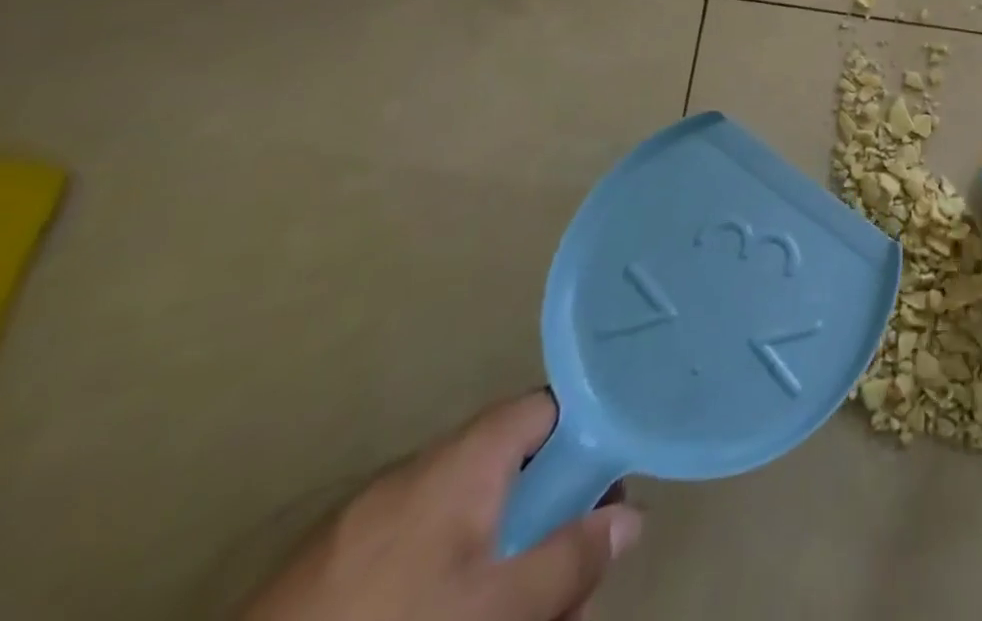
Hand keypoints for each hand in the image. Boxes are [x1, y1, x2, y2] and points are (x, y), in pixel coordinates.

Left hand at [242, 392, 642, 620]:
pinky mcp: (326, 568)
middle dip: (546, 514)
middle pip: (509, 465)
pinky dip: (444, 570)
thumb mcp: (495, 609)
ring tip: (511, 604)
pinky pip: (413, 545)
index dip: (585, 432)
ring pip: (463, 512)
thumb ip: (570, 559)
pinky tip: (443, 610)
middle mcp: (419, 470)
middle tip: (565, 569)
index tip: (605, 480)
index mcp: (463, 459)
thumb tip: (631, 516)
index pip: (547, 406)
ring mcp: (365, 519)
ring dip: (499, 549)